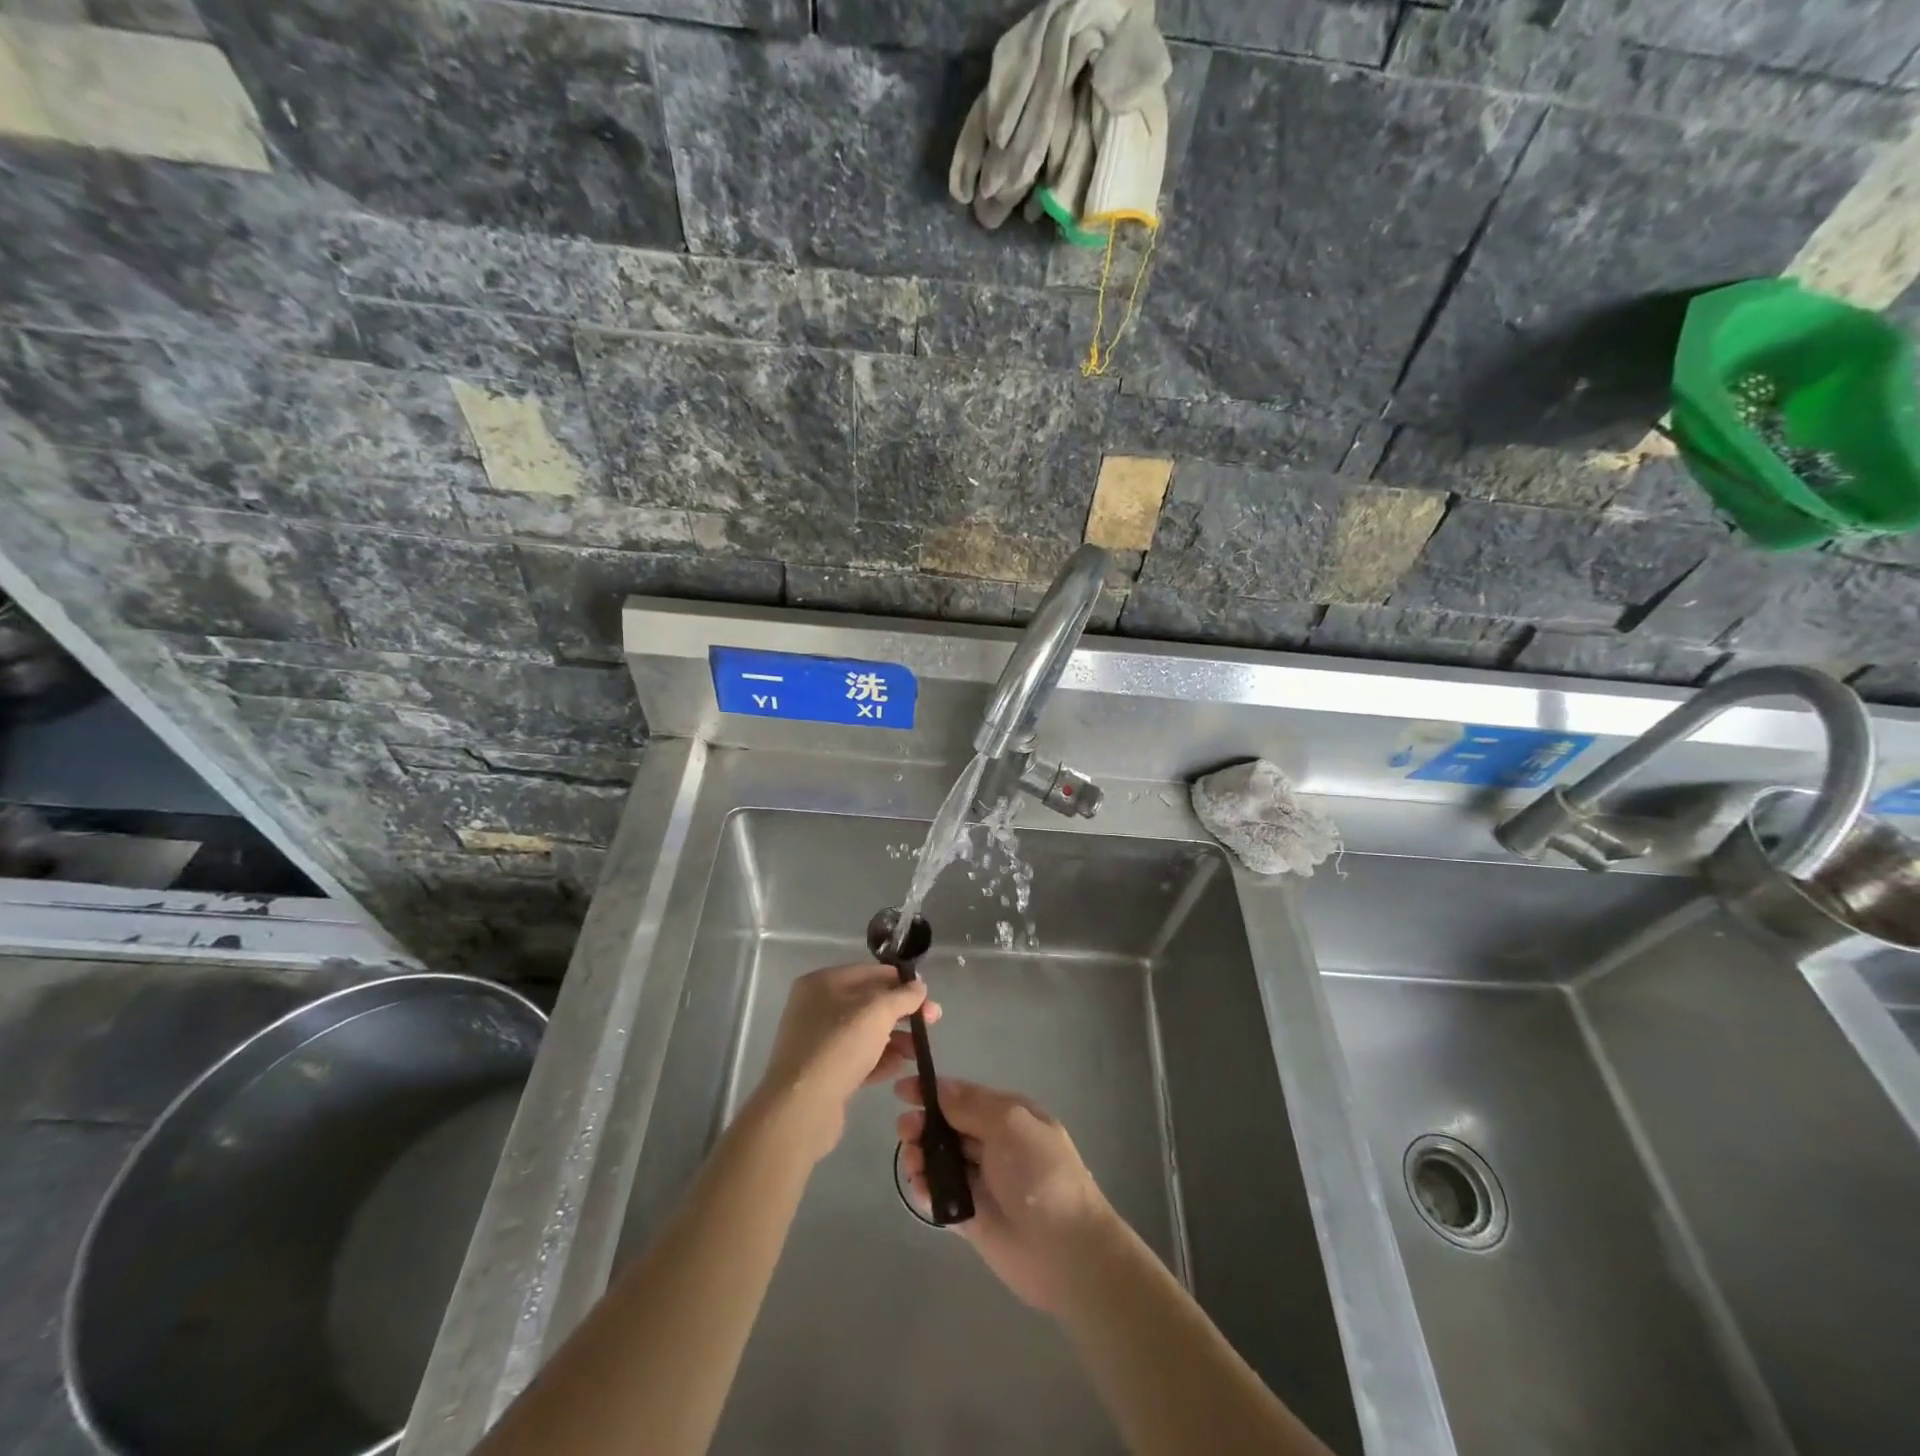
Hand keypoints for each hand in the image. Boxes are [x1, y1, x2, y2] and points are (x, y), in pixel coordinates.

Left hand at [755, 965, 938, 1164]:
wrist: (801, 1108)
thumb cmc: (839, 1046)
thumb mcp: (878, 1011)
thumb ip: (903, 995)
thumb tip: (919, 986)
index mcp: (822, 982)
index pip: (871, 972)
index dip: (902, 982)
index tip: (928, 997)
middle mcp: (816, 1007)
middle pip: (869, 1003)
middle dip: (902, 1013)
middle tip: (931, 1023)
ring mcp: (817, 1041)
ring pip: (865, 1032)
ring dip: (895, 1038)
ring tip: (916, 1052)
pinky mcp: (822, 1072)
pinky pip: (856, 1058)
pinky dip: (878, 1060)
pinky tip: (897, 1067)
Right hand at [896, 1078, 1112, 1313]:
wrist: (1066, 1251)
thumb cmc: (1040, 1174)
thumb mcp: (1009, 1124)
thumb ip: (970, 1106)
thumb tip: (940, 1087)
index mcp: (1009, 1116)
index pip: (964, 1097)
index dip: (933, 1091)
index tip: (901, 1091)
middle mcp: (994, 1145)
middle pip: (948, 1127)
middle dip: (923, 1124)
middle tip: (905, 1131)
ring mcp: (982, 1182)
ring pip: (940, 1160)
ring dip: (920, 1156)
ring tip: (913, 1162)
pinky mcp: (970, 1217)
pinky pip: (940, 1197)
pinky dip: (925, 1190)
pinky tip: (920, 1188)